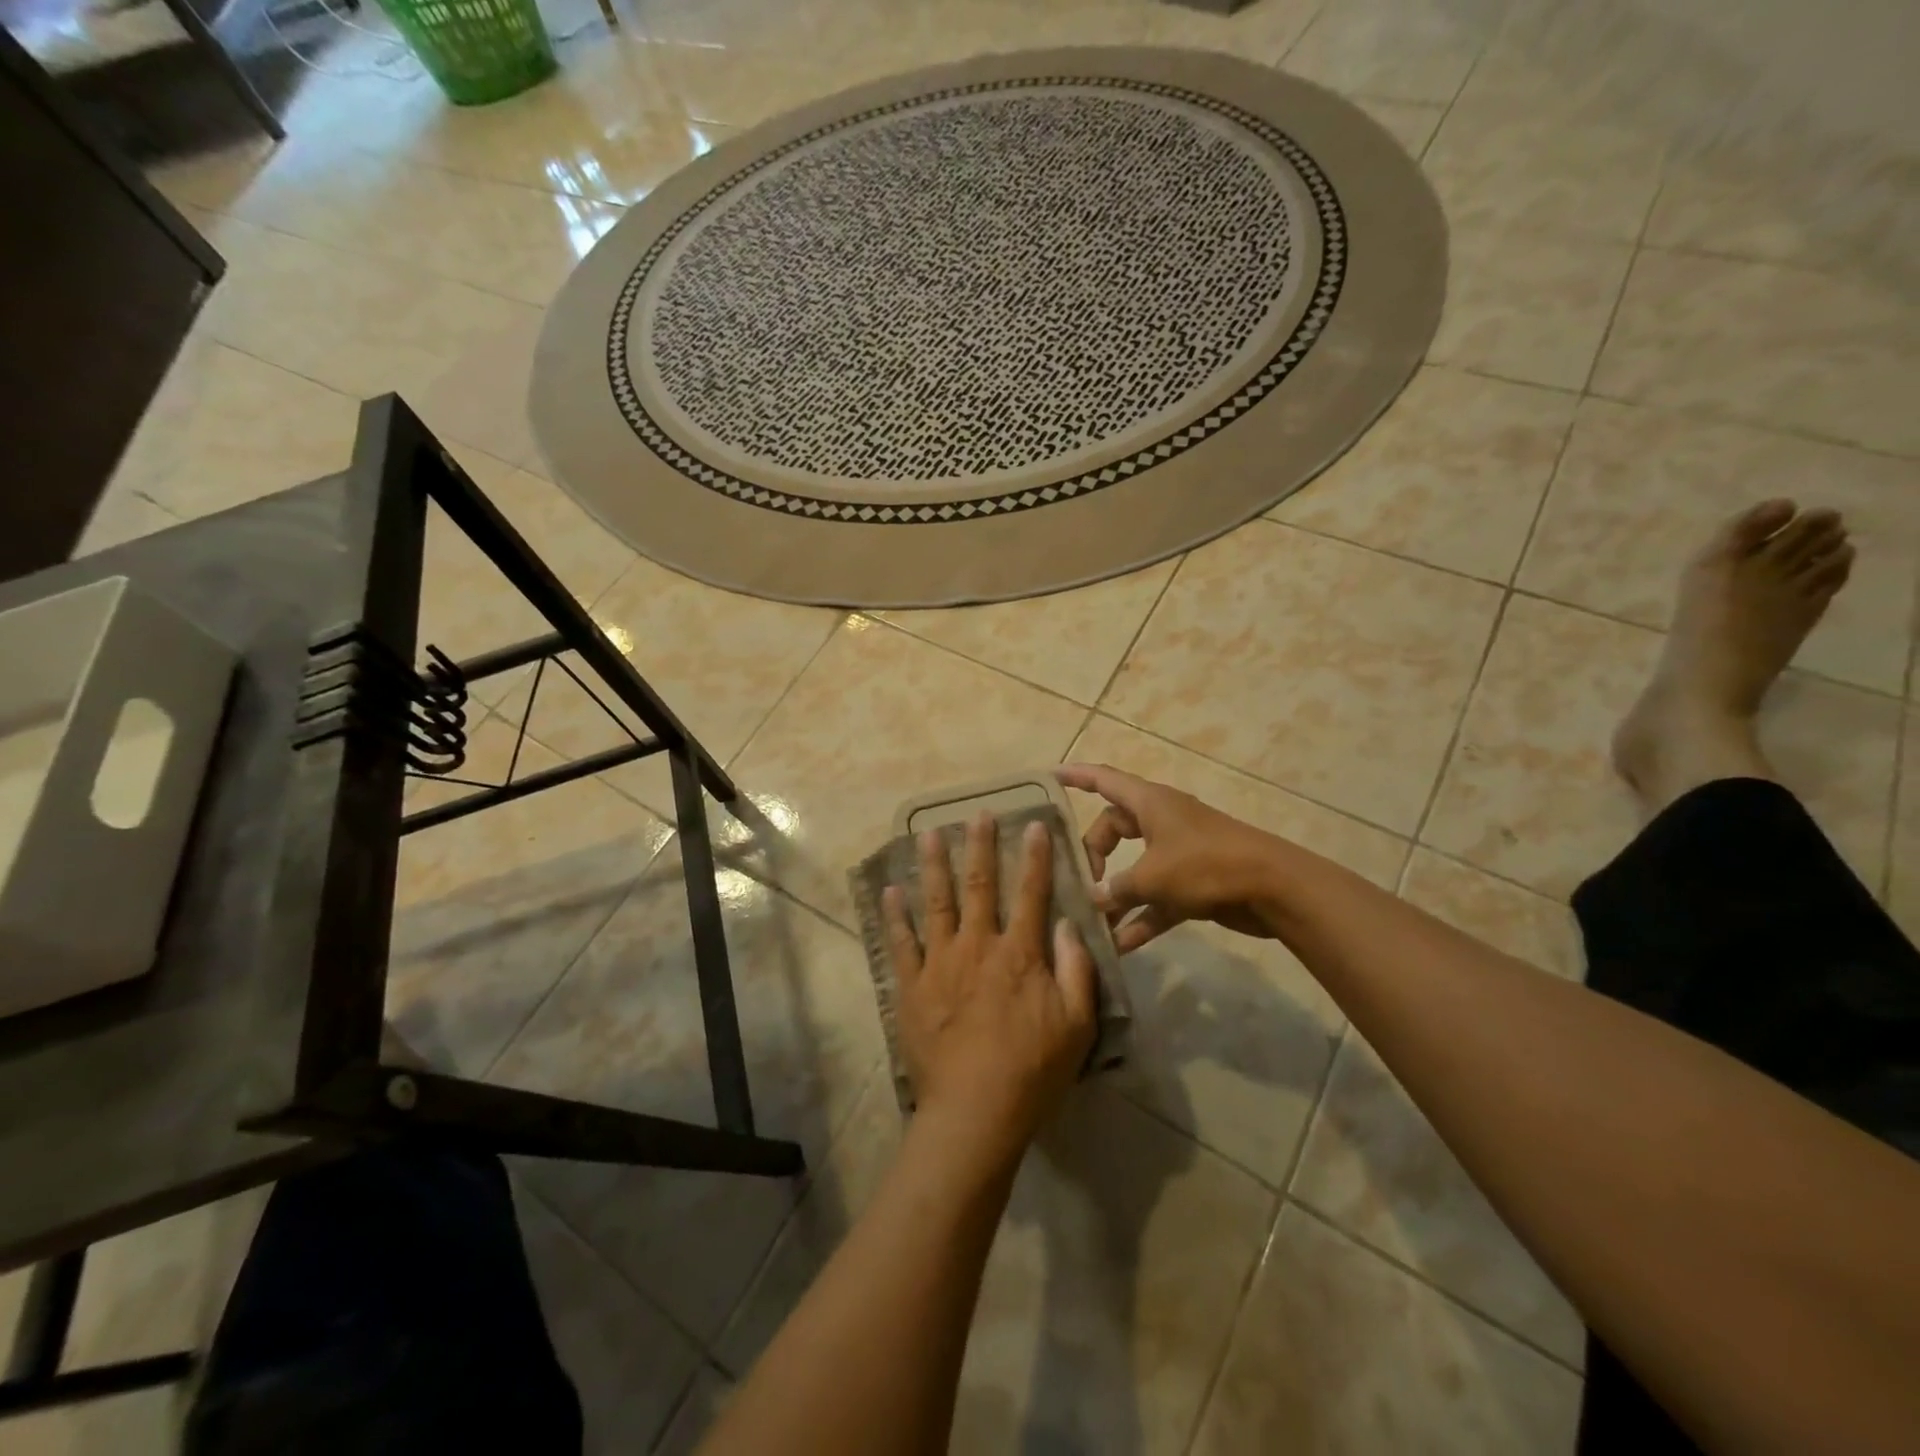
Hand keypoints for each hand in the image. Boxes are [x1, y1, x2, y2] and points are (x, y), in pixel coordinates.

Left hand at [883, 814, 1097, 1150]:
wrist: (975, 1111)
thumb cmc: (1032, 1071)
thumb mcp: (1077, 1025)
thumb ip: (1076, 970)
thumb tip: (1069, 924)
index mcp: (1019, 953)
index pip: (1030, 893)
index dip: (1035, 857)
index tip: (1034, 825)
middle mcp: (978, 946)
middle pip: (979, 886)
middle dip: (980, 846)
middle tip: (978, 814)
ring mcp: (940, 964)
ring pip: (936, 903)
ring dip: (934, 866)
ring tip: (928, 835)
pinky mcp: (912, 987)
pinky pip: (901, 944)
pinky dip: (894, 916)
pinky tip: (890, 892)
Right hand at [1056, 763, 1279, 952]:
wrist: (1274, 889)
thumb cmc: (1206, 865)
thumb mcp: (1153, 876)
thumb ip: (1117, 888)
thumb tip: (1094, 899)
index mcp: (1150, 803)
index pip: (1104, 779)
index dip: (1076, 776)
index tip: (1050, 776)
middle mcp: (1161, 822)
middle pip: (1114, 829)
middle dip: (1093, 854)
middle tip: (1079, 882)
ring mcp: (1178, 853)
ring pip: (1134, 868)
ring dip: (1115, 894)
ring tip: (1090, 920)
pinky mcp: (1193, 884)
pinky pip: (1156, 899)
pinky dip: (1140, 918)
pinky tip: (1120, 946)